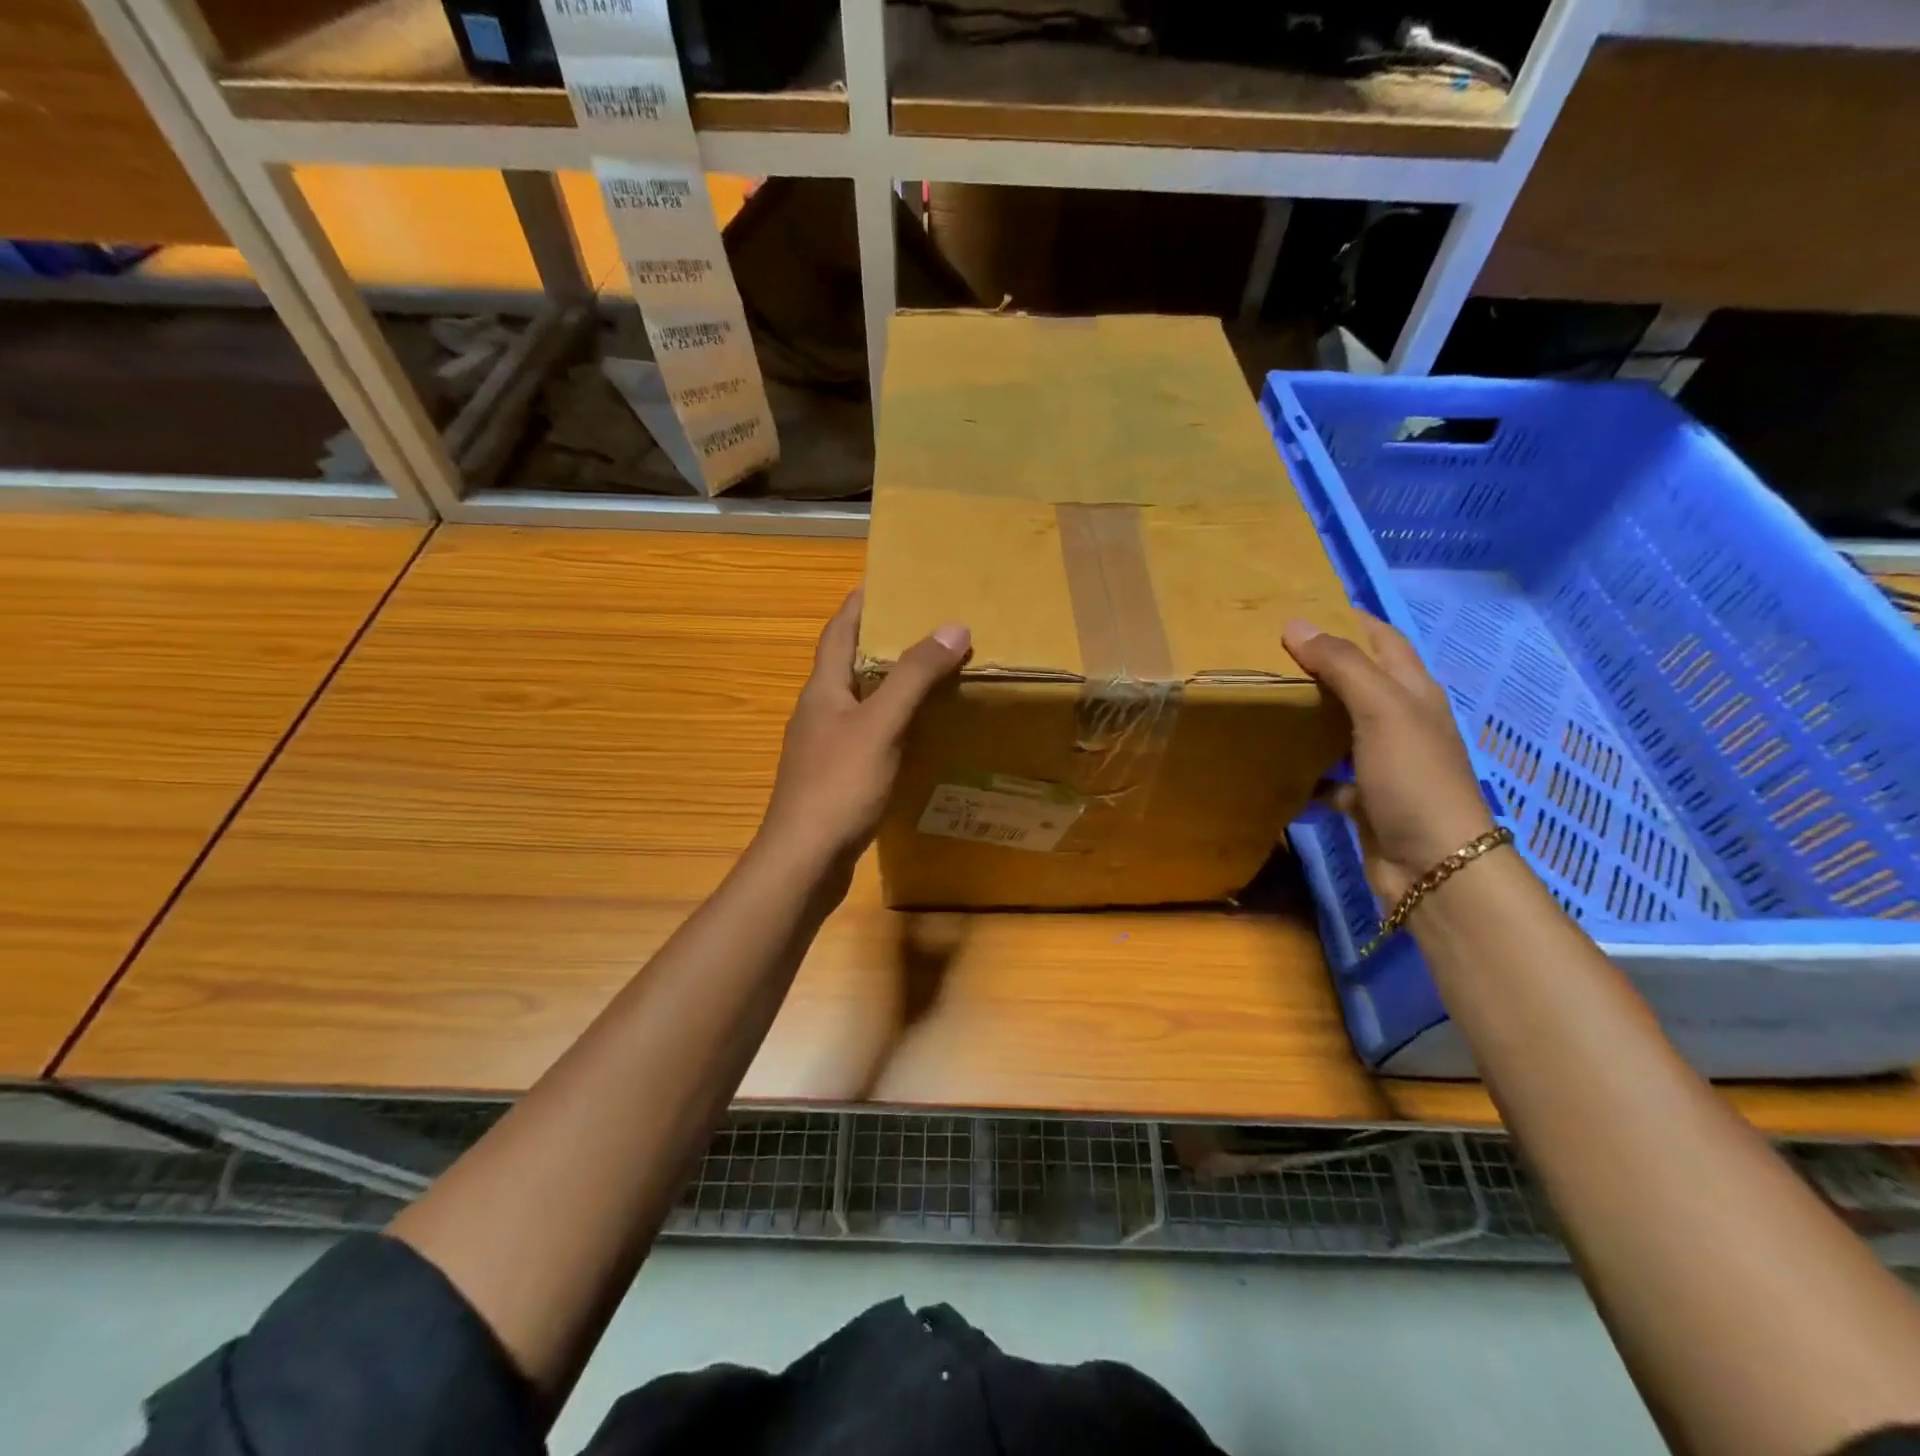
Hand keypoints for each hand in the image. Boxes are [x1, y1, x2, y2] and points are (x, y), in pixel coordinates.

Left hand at [756, 589, 969, 896]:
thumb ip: (914, 677)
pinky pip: (867, 737)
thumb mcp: (881, 725)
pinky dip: (891, 725)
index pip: (838, 631)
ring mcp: (823, 748)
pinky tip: (917, 735)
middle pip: (848, 664)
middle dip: (882, 642)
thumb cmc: (838, 785)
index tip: (887, 581)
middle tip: (926, 627)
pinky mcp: (835, 779)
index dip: (859, 604)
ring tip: (930, 675)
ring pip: (859, 703)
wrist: (804, 861)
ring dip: (888, 685)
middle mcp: (818, 712)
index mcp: (822, 690)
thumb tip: (953, 626)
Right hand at [1282, 611, 1495, 903]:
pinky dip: (1305, 768)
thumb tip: (1295, 624)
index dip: (1348, 619)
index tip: (1300, 608)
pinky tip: (1274, 763)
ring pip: (1341, 726)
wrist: (1433, 865)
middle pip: (1359, 681)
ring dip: (1310, 714)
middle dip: (1320, 664)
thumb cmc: (1412, 777)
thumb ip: (1341, 665)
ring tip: (1264, 699)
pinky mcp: (1366, 798)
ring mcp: (1384, 762)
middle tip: (1267, 652)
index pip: (1382, 639)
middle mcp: (1401, 722)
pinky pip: (1329, 775)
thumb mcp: (1380, 709)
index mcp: (1412, 692)